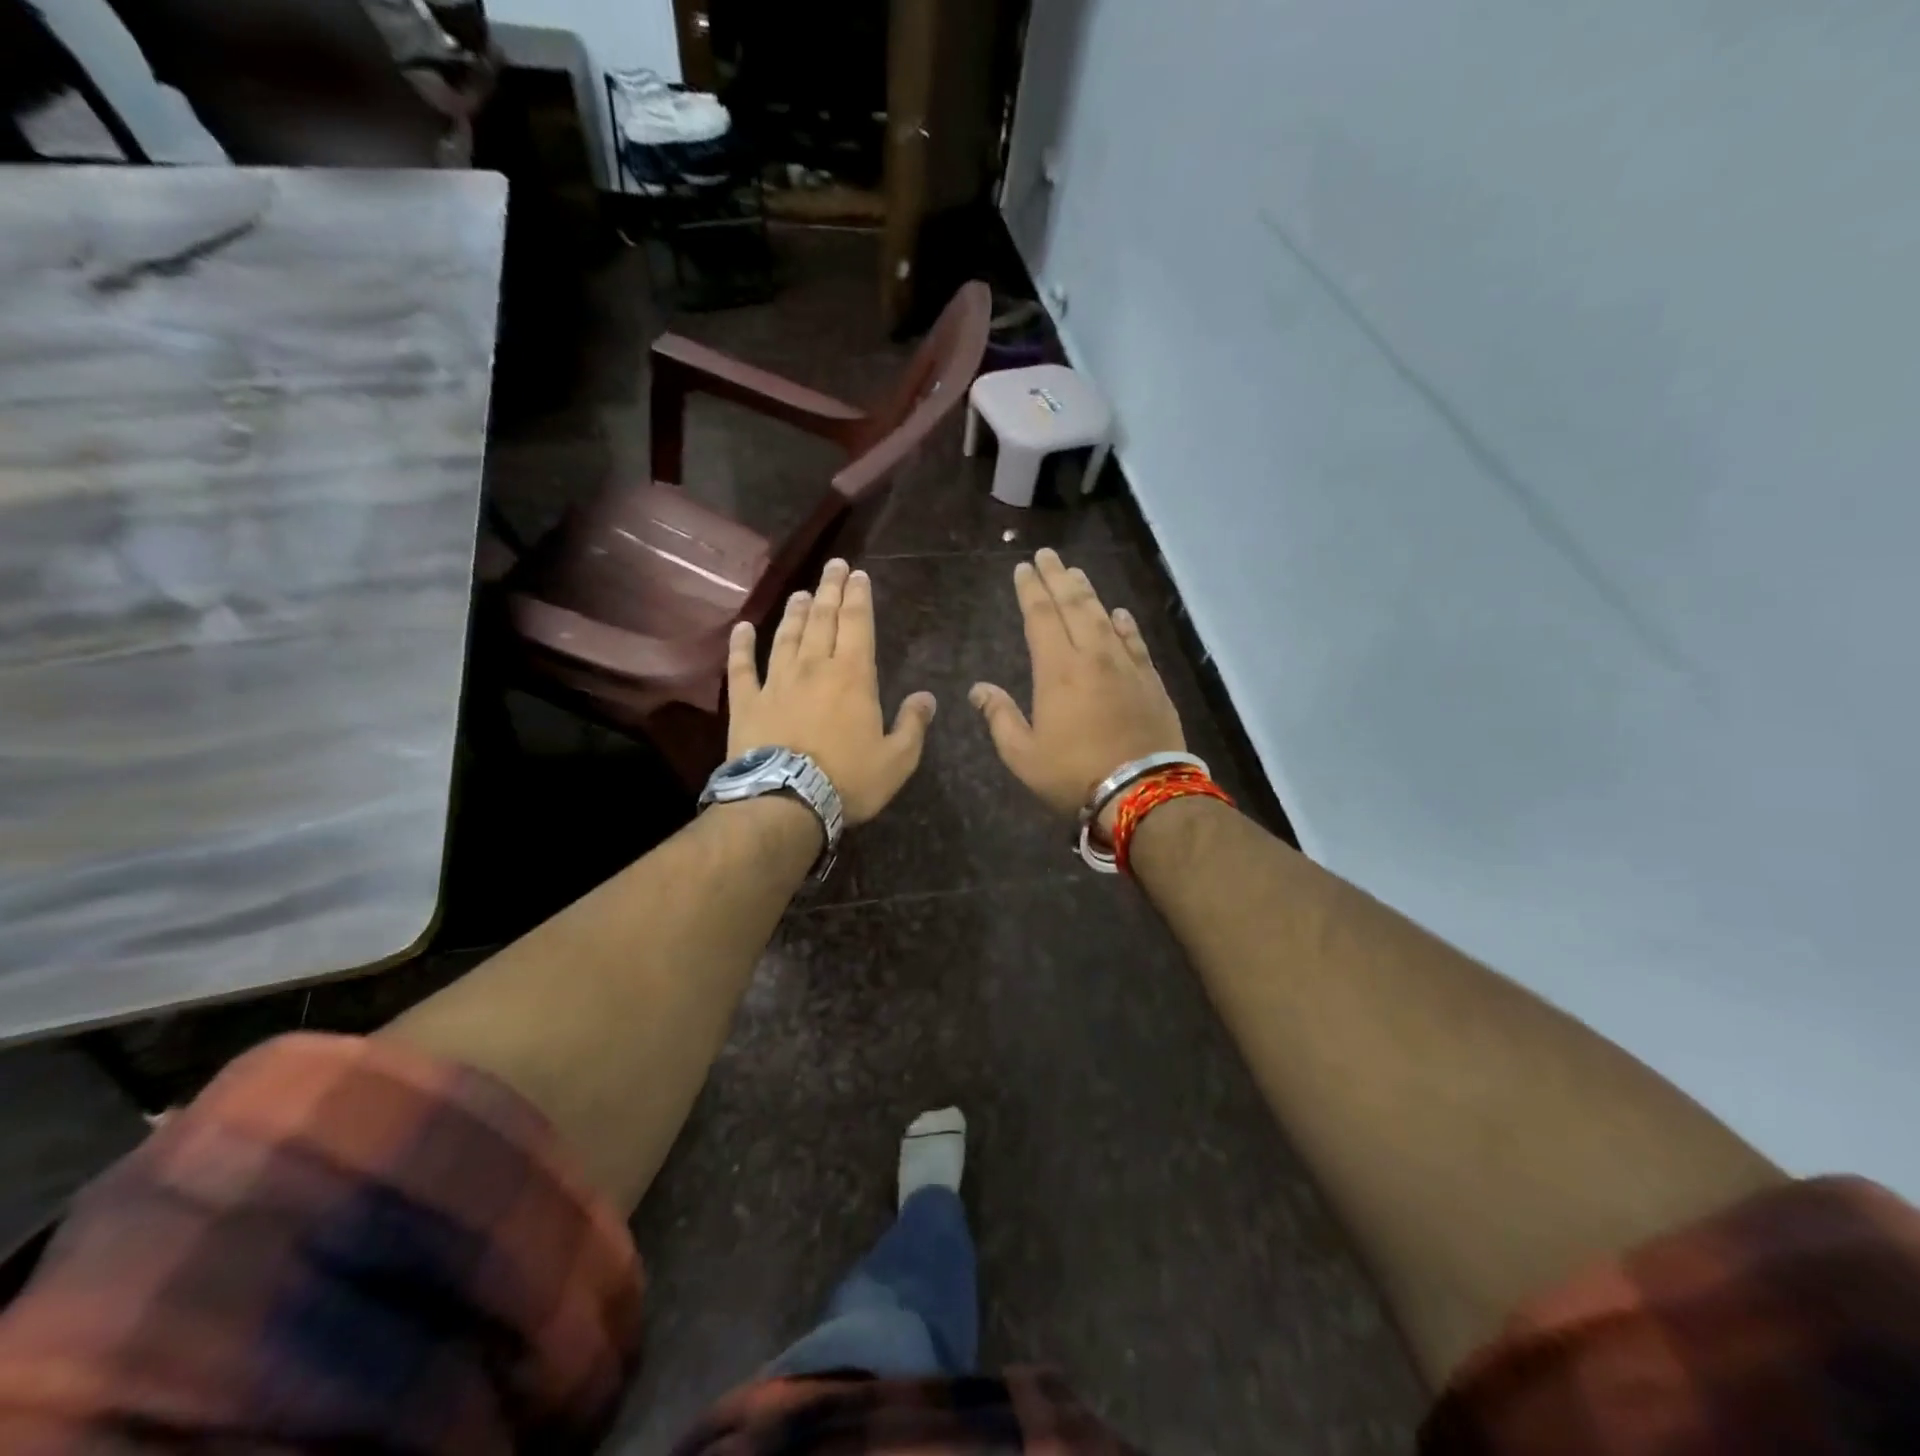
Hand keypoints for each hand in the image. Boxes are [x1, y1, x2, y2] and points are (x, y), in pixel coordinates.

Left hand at [727, 558, 935, 825]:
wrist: (785, 801)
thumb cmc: (848, 780)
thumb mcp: (897, 760)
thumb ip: (913, 725)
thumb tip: (926, 697)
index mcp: (853, 677)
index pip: (857, 624)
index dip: (858, 597)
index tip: (858, 574)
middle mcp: (814, 668)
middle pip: (822, 619)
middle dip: (830, 590)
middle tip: (834, 566)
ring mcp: (776, 682)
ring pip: (786, 636)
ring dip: (795, 612)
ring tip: (802, 593)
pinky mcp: (747, 702)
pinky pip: (742, 667)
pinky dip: (741, 645)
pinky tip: (741, 627)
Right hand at [970, 549, 1185, 832]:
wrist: (1142, 791)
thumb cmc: (1074, 774)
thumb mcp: (1023, 755)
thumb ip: (999, 717)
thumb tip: (978, 689)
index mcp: (1057, 670)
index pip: (1041, 617)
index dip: (1031, 590)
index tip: (1023, 567)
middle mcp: (1093, 656)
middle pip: (1074, 605)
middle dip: (1057, 577)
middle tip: (1047, 555)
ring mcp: (1126, 666)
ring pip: (1104, 617)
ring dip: (1088, 592)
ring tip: (1076, 572)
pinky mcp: (1150, 681)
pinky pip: (1135, 641)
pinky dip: (1124, 624)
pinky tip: (1119, 613)